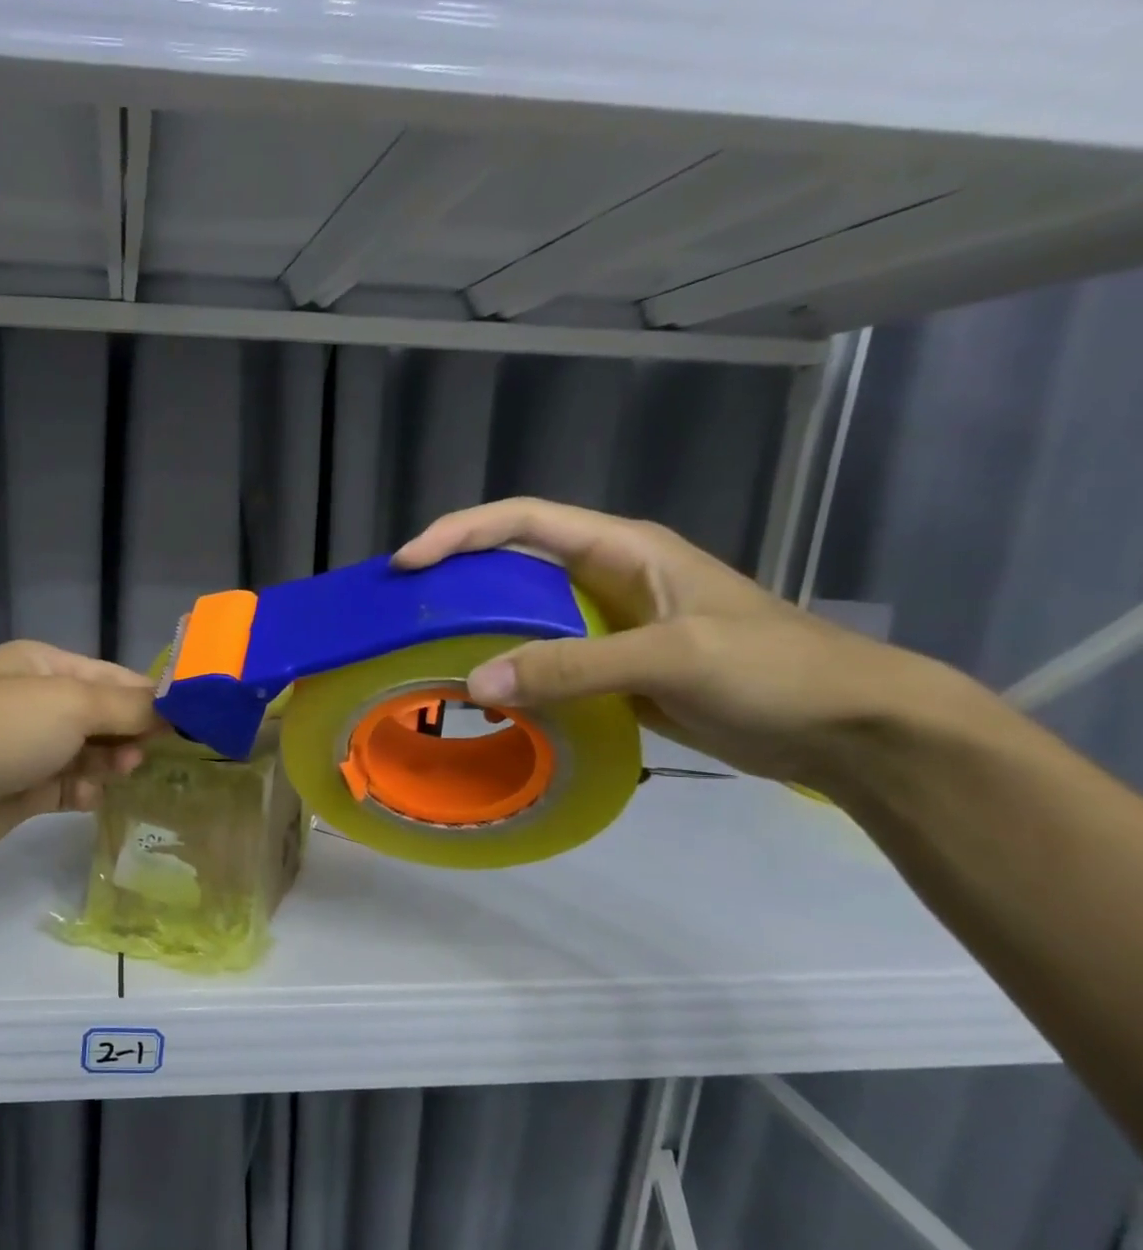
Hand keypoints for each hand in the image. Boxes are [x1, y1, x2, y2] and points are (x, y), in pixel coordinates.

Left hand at [0, 640, 156, 869]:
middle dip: (127, 733)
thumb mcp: (71, 705)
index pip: (109, 676)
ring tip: (121, 773)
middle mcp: (33, 701)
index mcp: (40, 665)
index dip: (146, 696)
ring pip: (88, 753)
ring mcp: (26, 747)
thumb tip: (174, 708)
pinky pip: (69, 786)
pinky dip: (83, 790)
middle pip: (100, 715)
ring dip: (108, 763)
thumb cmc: (2, 730)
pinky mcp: (21, 789)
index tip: (185, 720)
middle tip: (148, 753)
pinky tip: (88, 798)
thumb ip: (128, 707)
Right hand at [394, 498, 953, 785]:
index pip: (524, 521)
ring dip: (478, 628)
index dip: (461, 532)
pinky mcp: (613, 670)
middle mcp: (608, 578)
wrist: (845, 728)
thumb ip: (574, 666)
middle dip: (457, 577)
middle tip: (404, 609)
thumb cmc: (772, 671)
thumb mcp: (672, 657)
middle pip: (514, 563)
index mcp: (623, 549)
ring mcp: (609, 626)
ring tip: (426, 651)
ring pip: (524, 615)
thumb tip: (475, 681)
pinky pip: (545, 661)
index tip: (408, 563)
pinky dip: (510, 672)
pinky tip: (483, 694)